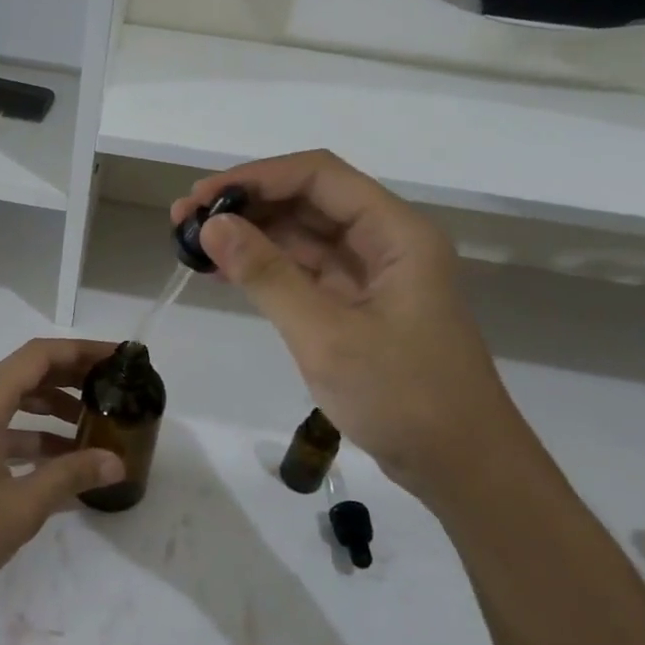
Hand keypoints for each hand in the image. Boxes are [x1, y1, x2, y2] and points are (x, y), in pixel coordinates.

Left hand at [0, 338, 124, 617]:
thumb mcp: (21, 507)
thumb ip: (70, 477)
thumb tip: (116, 461)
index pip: (38, 356)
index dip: (80, 351)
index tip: (117, 358)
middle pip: (26, 374)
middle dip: (70, 378)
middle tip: (112, 389)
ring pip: (13, 403)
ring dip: (51, 410)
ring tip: (92, 427)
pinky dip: (30, 437)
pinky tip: (59, 464)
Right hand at [172, 151, 530, 507]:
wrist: (462, 468)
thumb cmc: (404, 397)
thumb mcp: (327, 335)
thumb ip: (268, 275)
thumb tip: (212, 226)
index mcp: (395, 233)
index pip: (318, 176)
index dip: (256, 177)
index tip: (202, 197)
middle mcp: (385, 242)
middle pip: (307, 200)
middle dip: (246, 204)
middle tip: (183, 221)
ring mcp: (371, 275)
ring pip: (302, 235)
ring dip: (250, 234)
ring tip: (192, 243)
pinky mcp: (357, 305)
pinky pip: (303, 270)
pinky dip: (264, 268)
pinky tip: (223, 271)